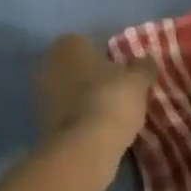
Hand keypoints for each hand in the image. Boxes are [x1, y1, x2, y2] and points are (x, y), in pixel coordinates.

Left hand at [37, 34, 155, 151]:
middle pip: (77, 67)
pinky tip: (99, 129)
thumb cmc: (111, 100)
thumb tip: (148, 61)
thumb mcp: (137, 81)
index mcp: (69, 44)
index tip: (122, 69)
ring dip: (86, 99)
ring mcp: (42, 95)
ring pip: (70, 91)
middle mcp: (50, 64)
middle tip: (118, 89)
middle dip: (93, 77)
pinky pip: (67, 115)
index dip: (106, 55)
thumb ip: (143, 67)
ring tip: (112, 112)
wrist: (84, 149)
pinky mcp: (42, 124)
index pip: (89, 42)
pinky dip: (80, 119)